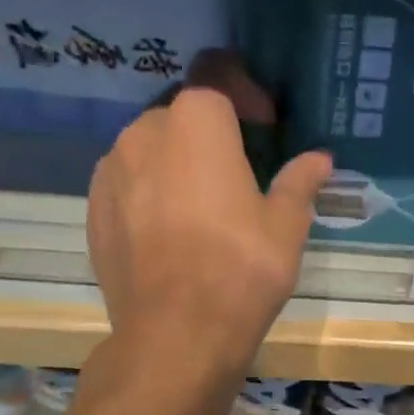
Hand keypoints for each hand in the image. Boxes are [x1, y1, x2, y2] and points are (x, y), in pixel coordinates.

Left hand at [89, 58, 331, 385]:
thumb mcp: (285, 227)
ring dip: (175, 164)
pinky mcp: (93, 213)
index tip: (267, 125)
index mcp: (196, 123)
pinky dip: (149, 195)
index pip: (218, 78)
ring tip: (201, 207)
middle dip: (210, 134)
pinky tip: (170, 234)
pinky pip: (126, 187)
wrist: (176, 335)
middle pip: (180, 116)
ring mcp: (110, 173)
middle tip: (239, 172)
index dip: (245, 94)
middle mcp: (143, 133)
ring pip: (148, 151)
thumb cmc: (241, 271)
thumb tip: (320, 159)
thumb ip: (299, 183)